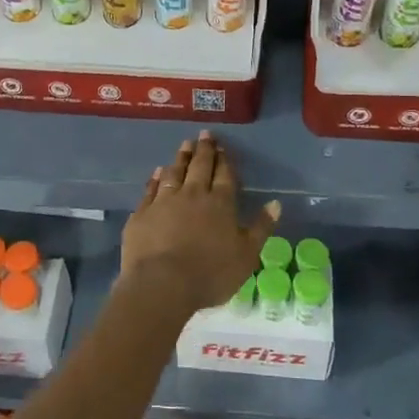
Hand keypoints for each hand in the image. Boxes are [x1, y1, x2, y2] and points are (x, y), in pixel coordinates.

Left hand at [120, 132, 279, 316]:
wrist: (162, 284)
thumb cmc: (210, 273)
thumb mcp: (246, 255)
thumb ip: (260, 228)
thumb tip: (275, 203)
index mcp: (220, 204)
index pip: (225, 175)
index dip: (225, 160)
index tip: (223, 146)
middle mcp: (193, 195)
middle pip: (200, 167)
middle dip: (204, 150)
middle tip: (205, 135)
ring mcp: (165, 201)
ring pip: (175, 172)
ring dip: (181, 158)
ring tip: (185, 145)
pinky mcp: (142, 213)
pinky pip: (151, 188)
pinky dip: (155, 178)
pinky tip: (158, 171)